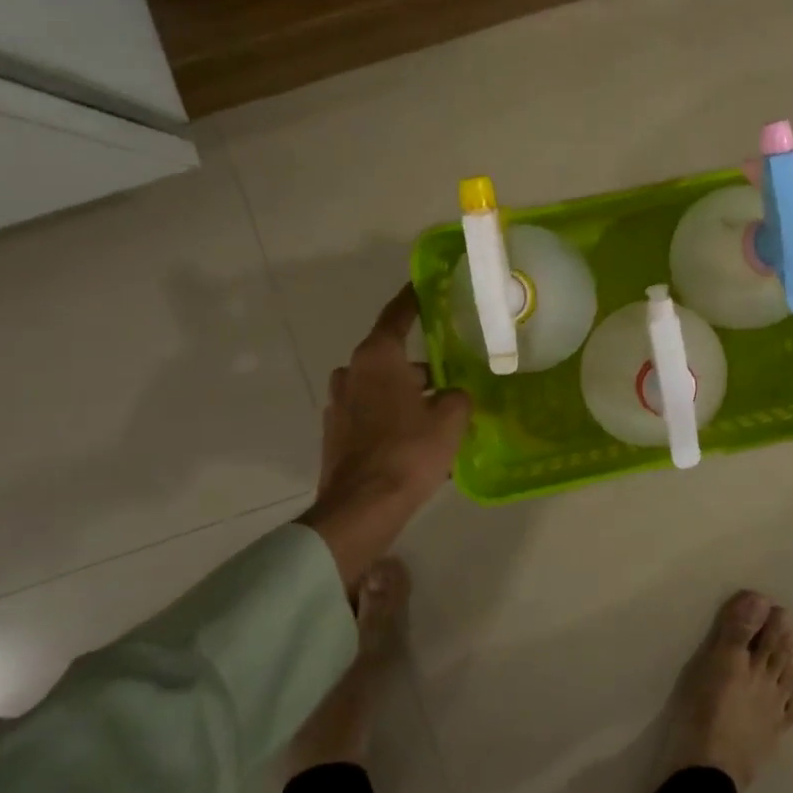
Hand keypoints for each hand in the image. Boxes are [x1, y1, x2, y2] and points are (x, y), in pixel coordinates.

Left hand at [299, 285, 470, 583]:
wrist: (362, 508)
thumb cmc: (410, 451)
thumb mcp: (451, 417)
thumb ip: (457, 394)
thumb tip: (452, 394)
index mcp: (378, 357)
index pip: (398, 315)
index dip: (414, 298)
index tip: (425, 284)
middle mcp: (352, 372)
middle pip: (391, 357)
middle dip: (420, 367)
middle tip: (451, 376)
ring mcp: (338, 404)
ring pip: (380, 387)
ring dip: (405, 394)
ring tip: (438, 414)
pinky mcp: (335, 434)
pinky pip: (370, 413)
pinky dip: (391, 417)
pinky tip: (416, 440)